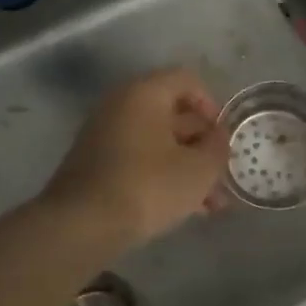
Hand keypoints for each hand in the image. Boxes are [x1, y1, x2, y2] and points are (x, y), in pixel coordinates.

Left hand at [43, 68, 230, 252]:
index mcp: (144, 93)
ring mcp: (104, 135)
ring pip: (157, 143)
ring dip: (187, 167)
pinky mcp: (95, 165)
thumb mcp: (199, 169)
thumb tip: (217, 137)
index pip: (186, 80)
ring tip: (212, 204)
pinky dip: (163, 177)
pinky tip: (185, 209)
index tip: (223, 136)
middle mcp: (120, 105)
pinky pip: (139, 161)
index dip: (212, 104)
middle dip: (202, 145)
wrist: (82, 225)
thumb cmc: (149, 185)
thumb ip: (217, 147)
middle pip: (172, 114)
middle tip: (222, 174)